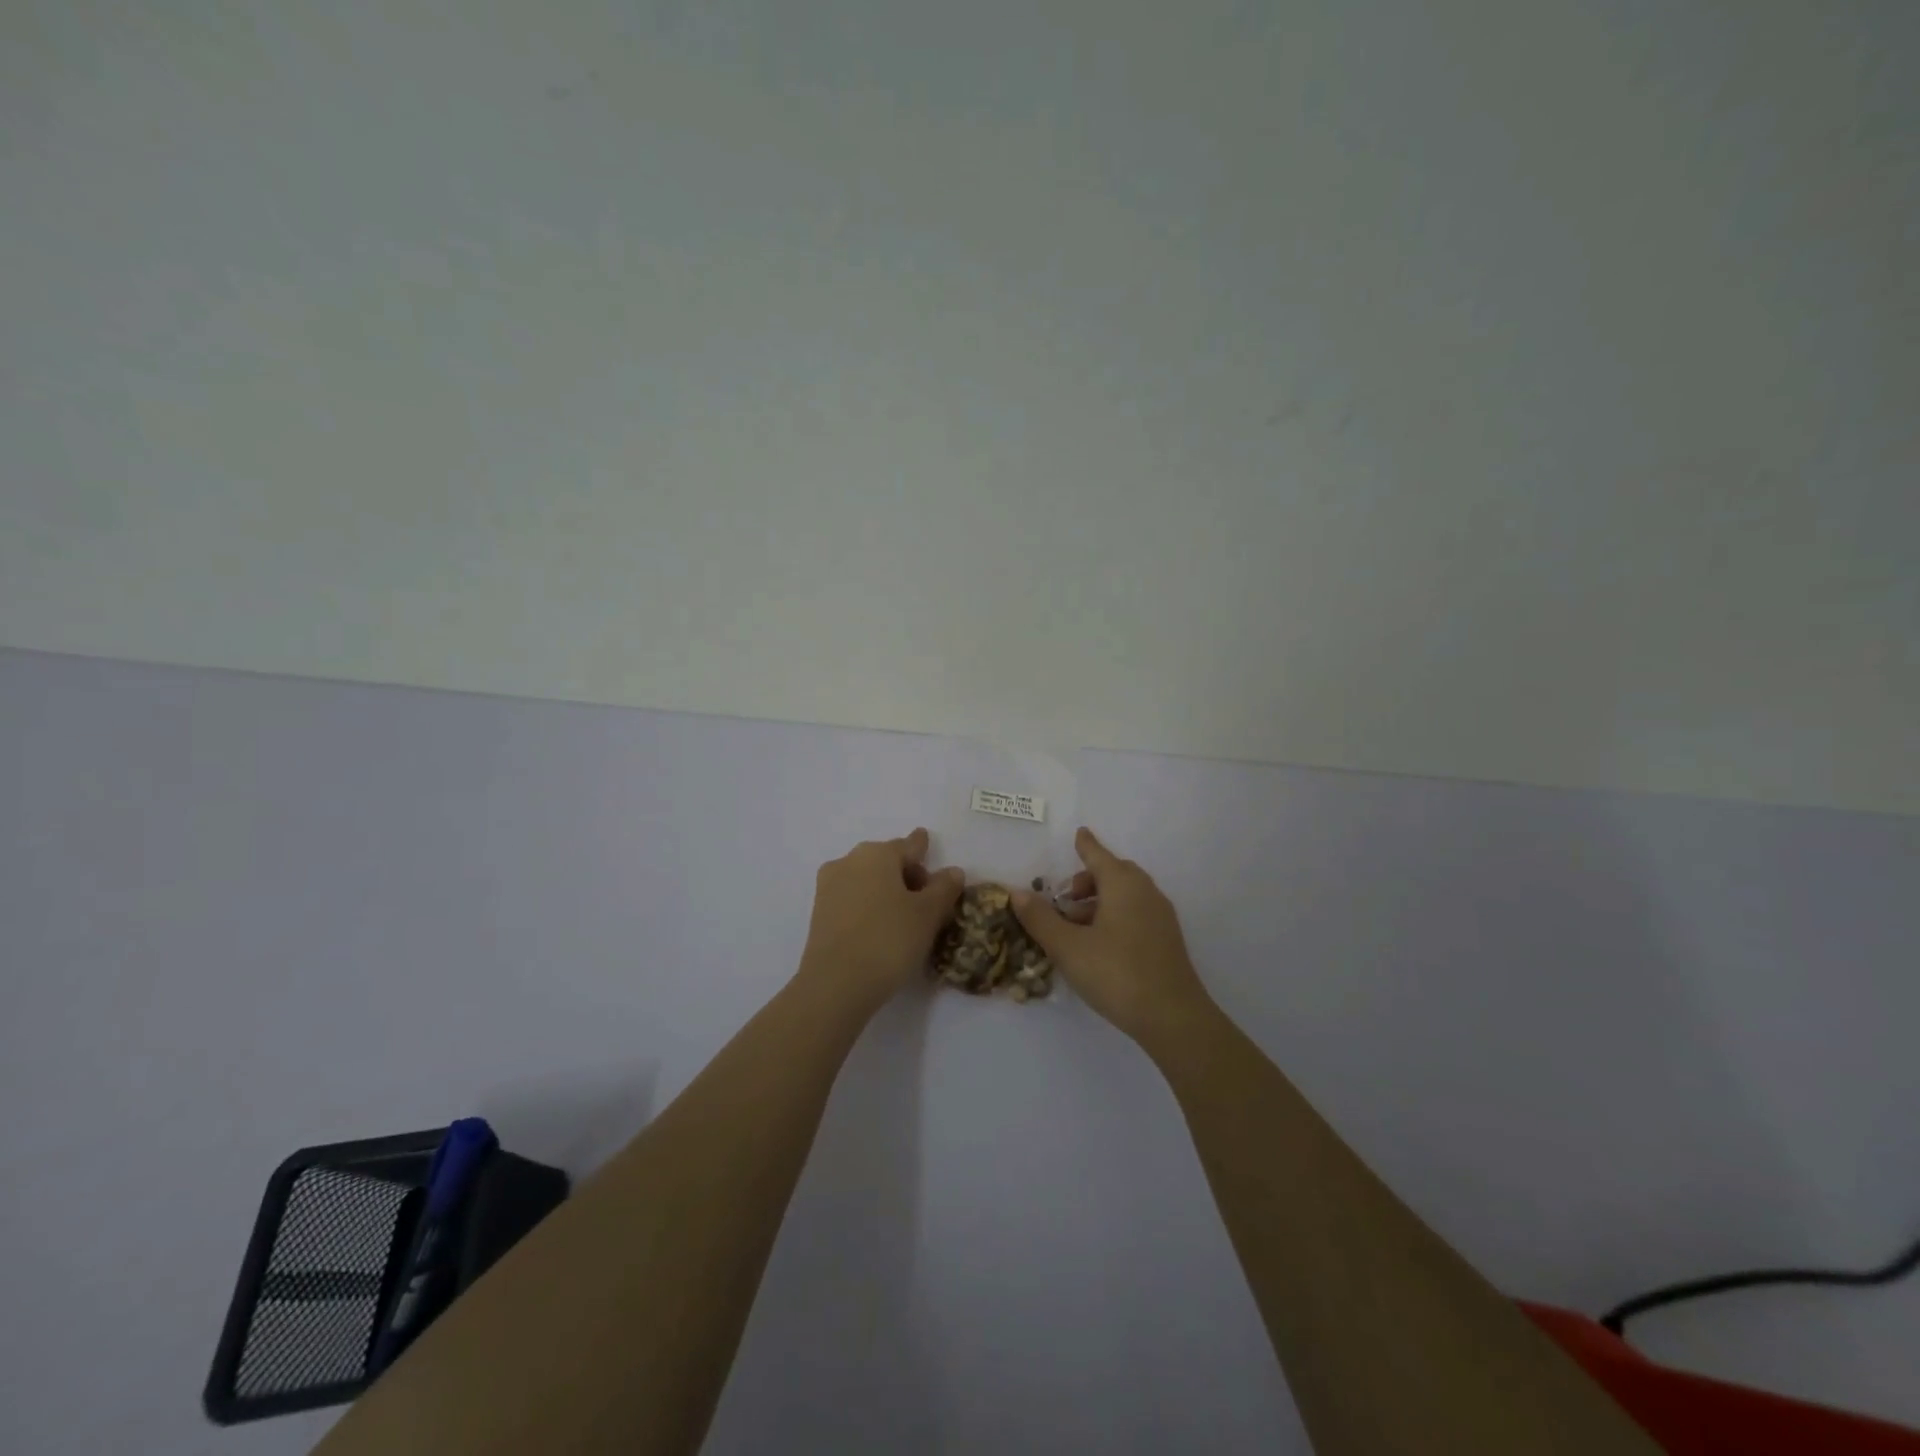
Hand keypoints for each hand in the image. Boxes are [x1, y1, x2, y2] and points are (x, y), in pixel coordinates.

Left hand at [797, 828, 965, 1014]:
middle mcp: (849, 861)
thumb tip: (952, 871)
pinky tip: (880, 929)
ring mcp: (829, 886)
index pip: (909, 845)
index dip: (923, 848)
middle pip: (886, 861)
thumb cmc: (888, 940)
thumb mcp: (928, 914)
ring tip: (904, 919)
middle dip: (907, 874)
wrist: (835, 984)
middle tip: (927, 902)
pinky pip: (852, 899)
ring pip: (867, 880)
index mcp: (877, 853)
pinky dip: (869, 906)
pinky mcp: (819, 912)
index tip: (928, 845)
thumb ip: (944, 888)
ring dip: (886, 891)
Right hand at [1012, 827, 1213, 1045]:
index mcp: (1123, 885)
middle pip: (1115, 873)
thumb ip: (1041, 919)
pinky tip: (1099, 944)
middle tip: (1065, 898)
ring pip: (1126, 895)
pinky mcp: (1166, 940)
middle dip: (1089, 879)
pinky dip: (1115, 916)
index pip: (1099, 856)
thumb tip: (1017, 893)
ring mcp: (1160, 917)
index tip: (1079, 833)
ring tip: (1075, 927)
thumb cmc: (1116, 973)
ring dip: (1100, 901)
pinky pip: (1136, 913)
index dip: (1086, 845)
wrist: (1173, 1017)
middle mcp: (1145, 892)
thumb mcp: (1068, 947)